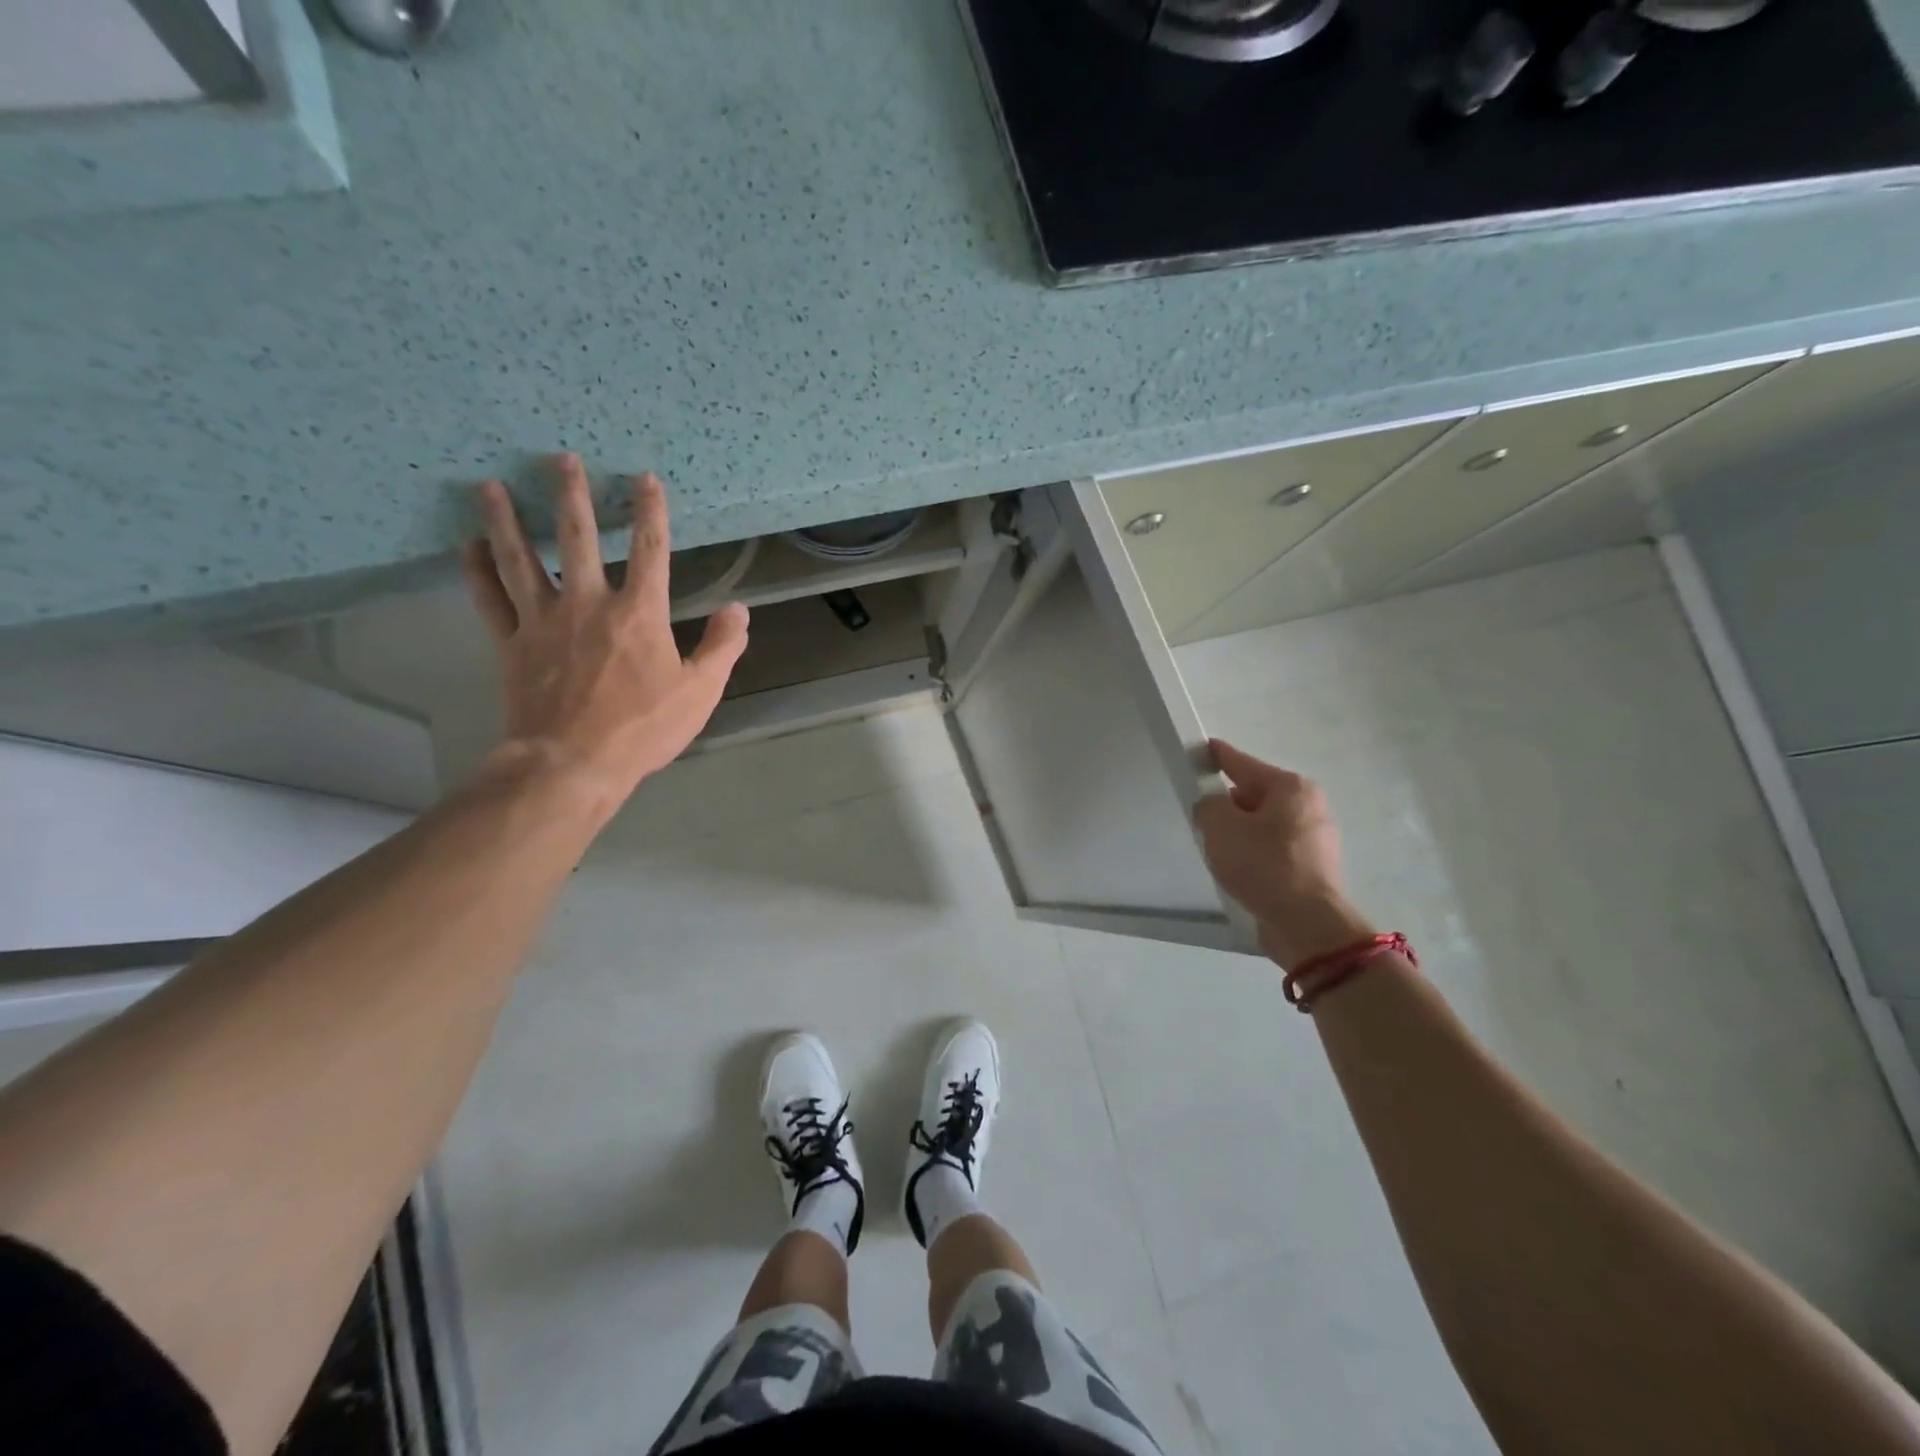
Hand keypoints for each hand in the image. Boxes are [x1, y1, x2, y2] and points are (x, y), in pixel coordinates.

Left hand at [460, 455, 748, 809]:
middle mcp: (588, 603)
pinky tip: (468, 544)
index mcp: (639, 613)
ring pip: (521, 559)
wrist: (572, 763)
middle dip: (571, 495)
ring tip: (492, 486)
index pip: (650, 549)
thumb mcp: (700, 692)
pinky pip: (489, 599)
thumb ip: (721, 647)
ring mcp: (542, 621)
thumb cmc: (643, 728)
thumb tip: (738, 609)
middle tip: (560, 458)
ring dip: (507, 520)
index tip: (645, 478)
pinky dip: (476, 570)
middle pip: (577, 537)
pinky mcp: (511, 643)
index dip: (650, 511)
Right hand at [1194, 740, 1375, 968]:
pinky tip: (1240, 869)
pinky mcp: (1314, 867)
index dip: (1218, 756)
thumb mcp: (1219, 826)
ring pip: (1265, 824)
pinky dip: (1256, 853)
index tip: (1202, 750)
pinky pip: (1275, 848)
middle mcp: (1310, 805)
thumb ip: (1208, 805)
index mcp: (1290, 787)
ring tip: (1219, 850)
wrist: (1305, 924)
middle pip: (1255, 795)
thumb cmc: (1263, 865)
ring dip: (1242, 832)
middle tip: (1203, 819)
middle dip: (1229, 804)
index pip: (1243, 763)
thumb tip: (1214, 807)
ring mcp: (1317, 838)